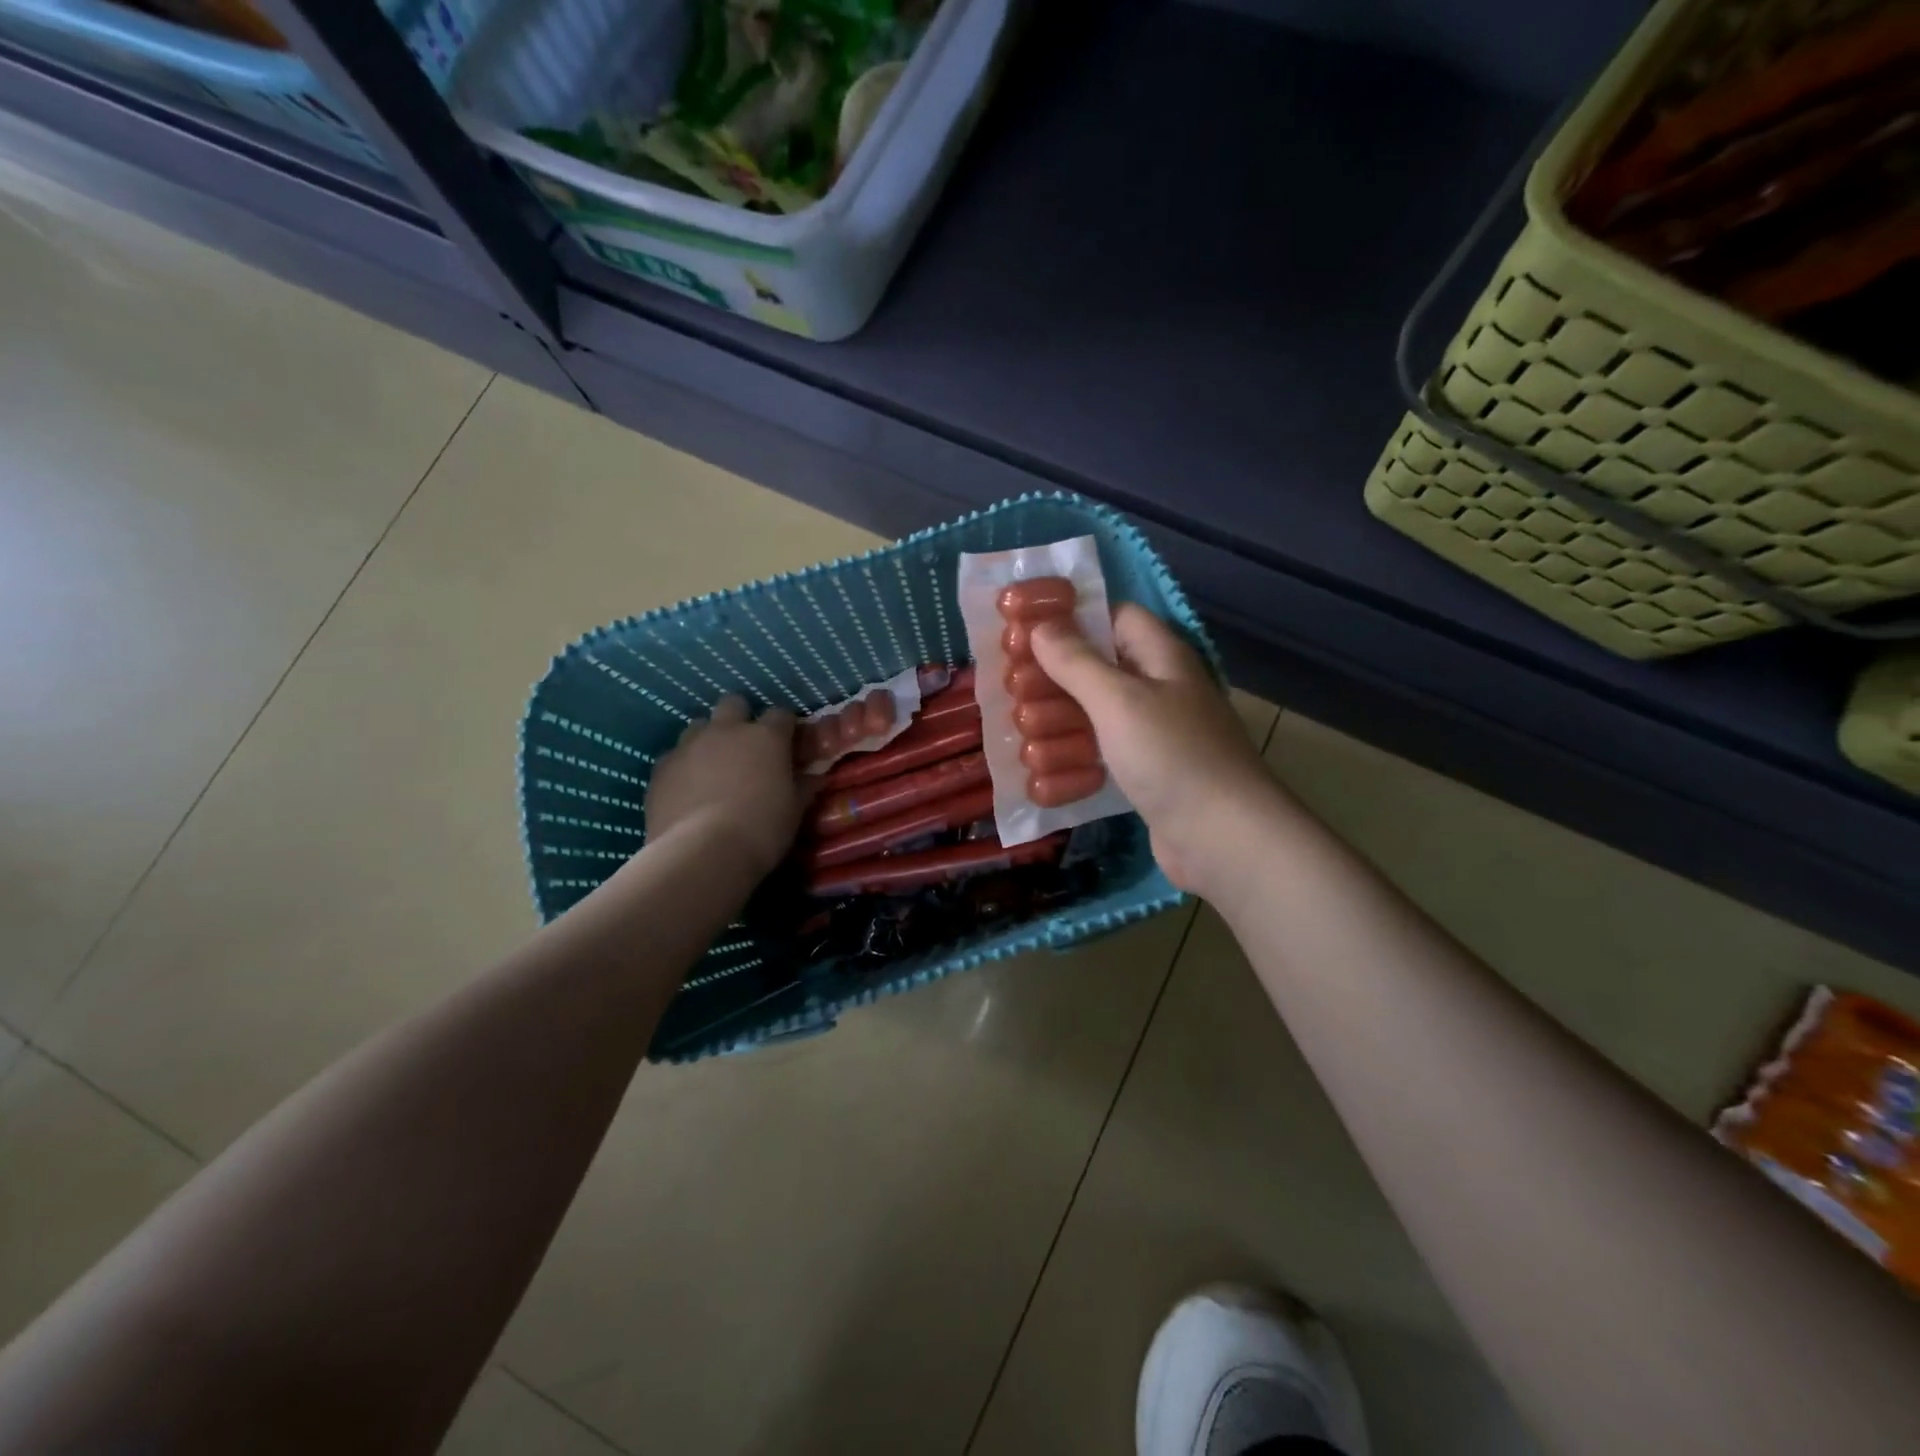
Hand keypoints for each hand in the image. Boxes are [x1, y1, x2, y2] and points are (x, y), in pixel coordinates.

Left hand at [643, 695, 803, 879]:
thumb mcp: (794, 811)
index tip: (789, 744)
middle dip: (741, 717)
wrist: (700, 852)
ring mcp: (689, 746)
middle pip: (733, 703)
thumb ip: (803, 787)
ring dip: (709, 739)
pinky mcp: (660, 768)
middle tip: (747, 746)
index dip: (786, 727)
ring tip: (714, 767)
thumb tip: (813, 776)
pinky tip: (687, 789)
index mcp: (766, 737)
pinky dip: (683, 766)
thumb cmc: (761, 829)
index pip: (781, 714)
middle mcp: (726, 731)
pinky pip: (674, 756)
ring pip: (699, 725)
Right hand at [1030, 606, 1284, 895]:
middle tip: (1012, 695)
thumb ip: (1076, 660)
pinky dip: (1072, 764)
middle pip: (1095, 670)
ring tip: (1022, 741)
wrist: (1223, 837)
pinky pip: (1100, 758)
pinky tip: (1041, 777)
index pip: (1113, 617)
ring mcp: (1151, 735)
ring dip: (1056, 728)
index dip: (1070, 619)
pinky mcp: (1145, 774)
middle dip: (1052, 682)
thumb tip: (1040, 626)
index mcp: (1159, 657)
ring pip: (1093, 717)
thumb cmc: (1171, 754)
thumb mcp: (1118, 699)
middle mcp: (1157, 689)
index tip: (1024, 633)